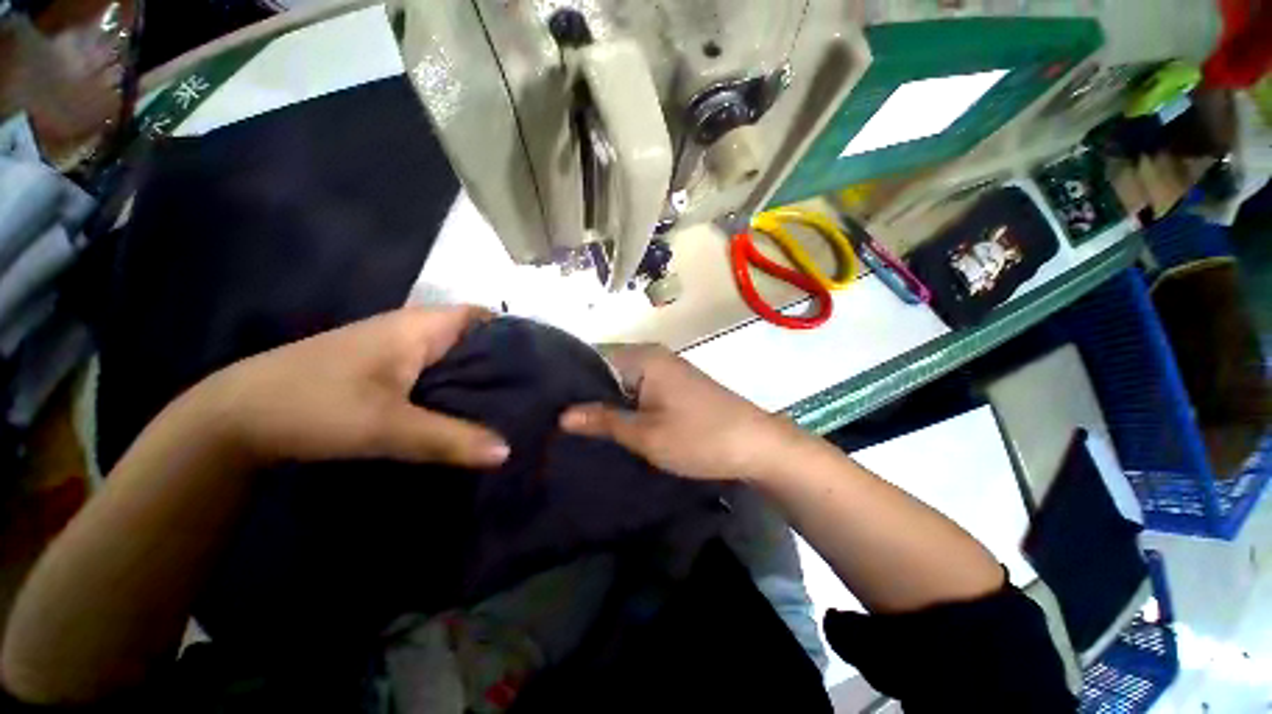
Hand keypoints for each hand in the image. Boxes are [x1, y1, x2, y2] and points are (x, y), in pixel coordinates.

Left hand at [187, 306, 510, 468]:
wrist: (234, 420)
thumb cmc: (312, 405)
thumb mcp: (385, 426)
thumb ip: (449, 438)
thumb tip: (507, 452)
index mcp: (419, 327)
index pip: (483, 317)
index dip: (515, 333)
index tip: (542, 361)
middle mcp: (413, 332)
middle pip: (474, 339)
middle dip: (505, 360)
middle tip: (538, 388)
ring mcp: (397, 353)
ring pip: (455, 359)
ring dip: (481, 377)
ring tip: (517, 401)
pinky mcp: (385, 373)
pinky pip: (436, 375)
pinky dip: (458, 389)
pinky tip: (472, 411)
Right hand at [560, 344, 805, 481]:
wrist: (757, 445)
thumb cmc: (699, 437)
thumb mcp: (646, 434)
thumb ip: (603, 420)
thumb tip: (562, 415)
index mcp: (643, 357)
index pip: (593, 359)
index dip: (571, 384)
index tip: (549, 408)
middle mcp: (654, 355)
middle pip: (608, 371)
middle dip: (588, 396)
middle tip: (560, 424)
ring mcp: (668, 370)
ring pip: (625, 383)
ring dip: (609, 403)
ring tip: (580, 428)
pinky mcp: (677, 385)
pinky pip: (642, 390)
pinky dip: (628, 405)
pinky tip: (615, 425)